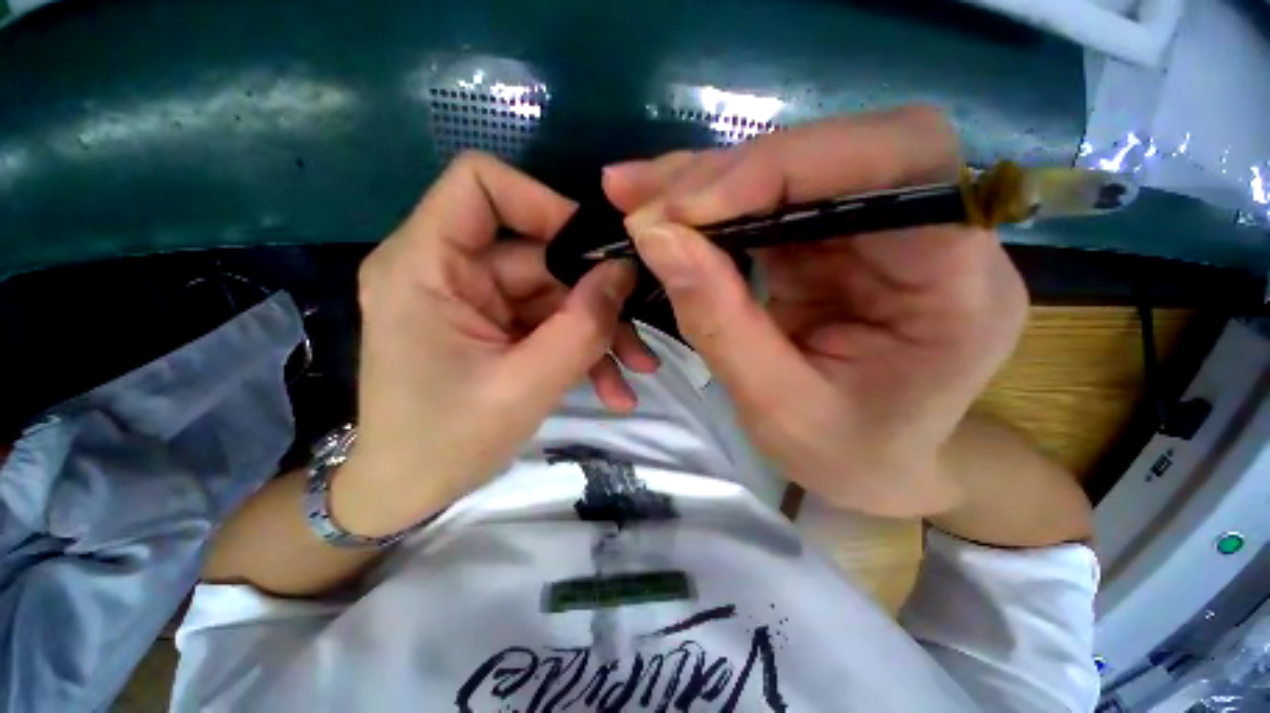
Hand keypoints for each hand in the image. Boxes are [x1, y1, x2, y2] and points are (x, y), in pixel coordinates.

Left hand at [339, 152, 658, 535]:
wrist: (409, 491)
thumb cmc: (448, 442)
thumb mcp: (528, 385)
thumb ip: (582, 325)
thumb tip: (624, 271)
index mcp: (425, 266)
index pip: (481, 184)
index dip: (544, 204)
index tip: (595, 252)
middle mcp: (447, 270)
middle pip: (539, 255)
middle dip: (596, 300)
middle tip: (638, 340)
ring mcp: (474, 300)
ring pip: (554, 295)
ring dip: (598, 333)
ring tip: (636, 371)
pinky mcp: (493, 326)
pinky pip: (547, 323)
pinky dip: (581, 350)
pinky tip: (613, 389)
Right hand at [602, 107, 1027, 516]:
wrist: (878, 464)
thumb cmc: (848, 454)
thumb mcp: (777, 406)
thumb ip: (718, 321)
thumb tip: (656, 238)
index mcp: (957, 282)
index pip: (897, 161)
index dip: (785, 165)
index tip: (686, 208)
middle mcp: (931, 232)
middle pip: (835, 151)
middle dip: (727, 173)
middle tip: (642, 197)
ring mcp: (877, 229)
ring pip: (791, 168)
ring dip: (705, 183)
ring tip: (636, 195)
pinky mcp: (833, 239)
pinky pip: (768, 201)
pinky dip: (710, 205)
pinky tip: (663, 212)